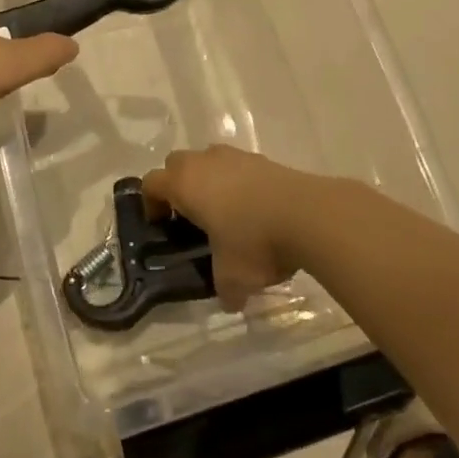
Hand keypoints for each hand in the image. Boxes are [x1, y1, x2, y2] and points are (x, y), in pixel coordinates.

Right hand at [140, 146, 332, 309]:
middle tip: (190, 217)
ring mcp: (236, 156)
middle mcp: (205, 162)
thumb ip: (225, 289)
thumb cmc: (255, 242)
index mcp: (185, 184)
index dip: (151, 204)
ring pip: (209, 161)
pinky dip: (239, 183)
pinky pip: (238, 167)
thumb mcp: (233, 277)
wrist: (308, 214)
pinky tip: (256, 210)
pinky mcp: (264, 159)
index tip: (162, 226)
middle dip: (178, 186)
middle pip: (177, 164)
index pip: (151, 183)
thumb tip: (230, 301)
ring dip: (210, 181)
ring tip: (226, 214)